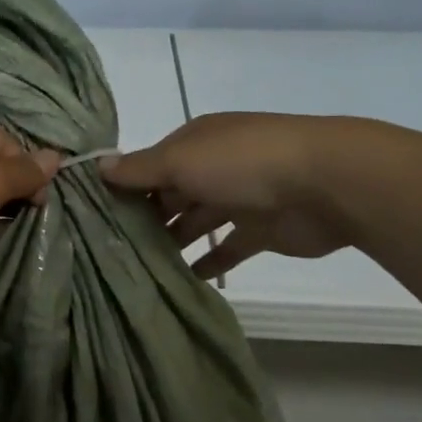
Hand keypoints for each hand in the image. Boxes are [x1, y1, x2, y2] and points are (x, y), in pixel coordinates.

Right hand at [101, 112, 354, 278]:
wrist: (326, 184)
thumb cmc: (243, 163)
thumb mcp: (181, 160)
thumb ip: (140, 169)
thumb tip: (97, 165)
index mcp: (195, 142)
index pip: (150, 164)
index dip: (125, 187)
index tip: (94, 216)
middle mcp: (214, 166)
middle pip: (171, 194)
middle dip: (145, 218)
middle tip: (110, 250)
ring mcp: (239, 197)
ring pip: (196, 221)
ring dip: (172, 241)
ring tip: (138, 268)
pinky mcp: (261, 230)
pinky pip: (226, 248)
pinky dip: (207, 263)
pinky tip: (182, 280)